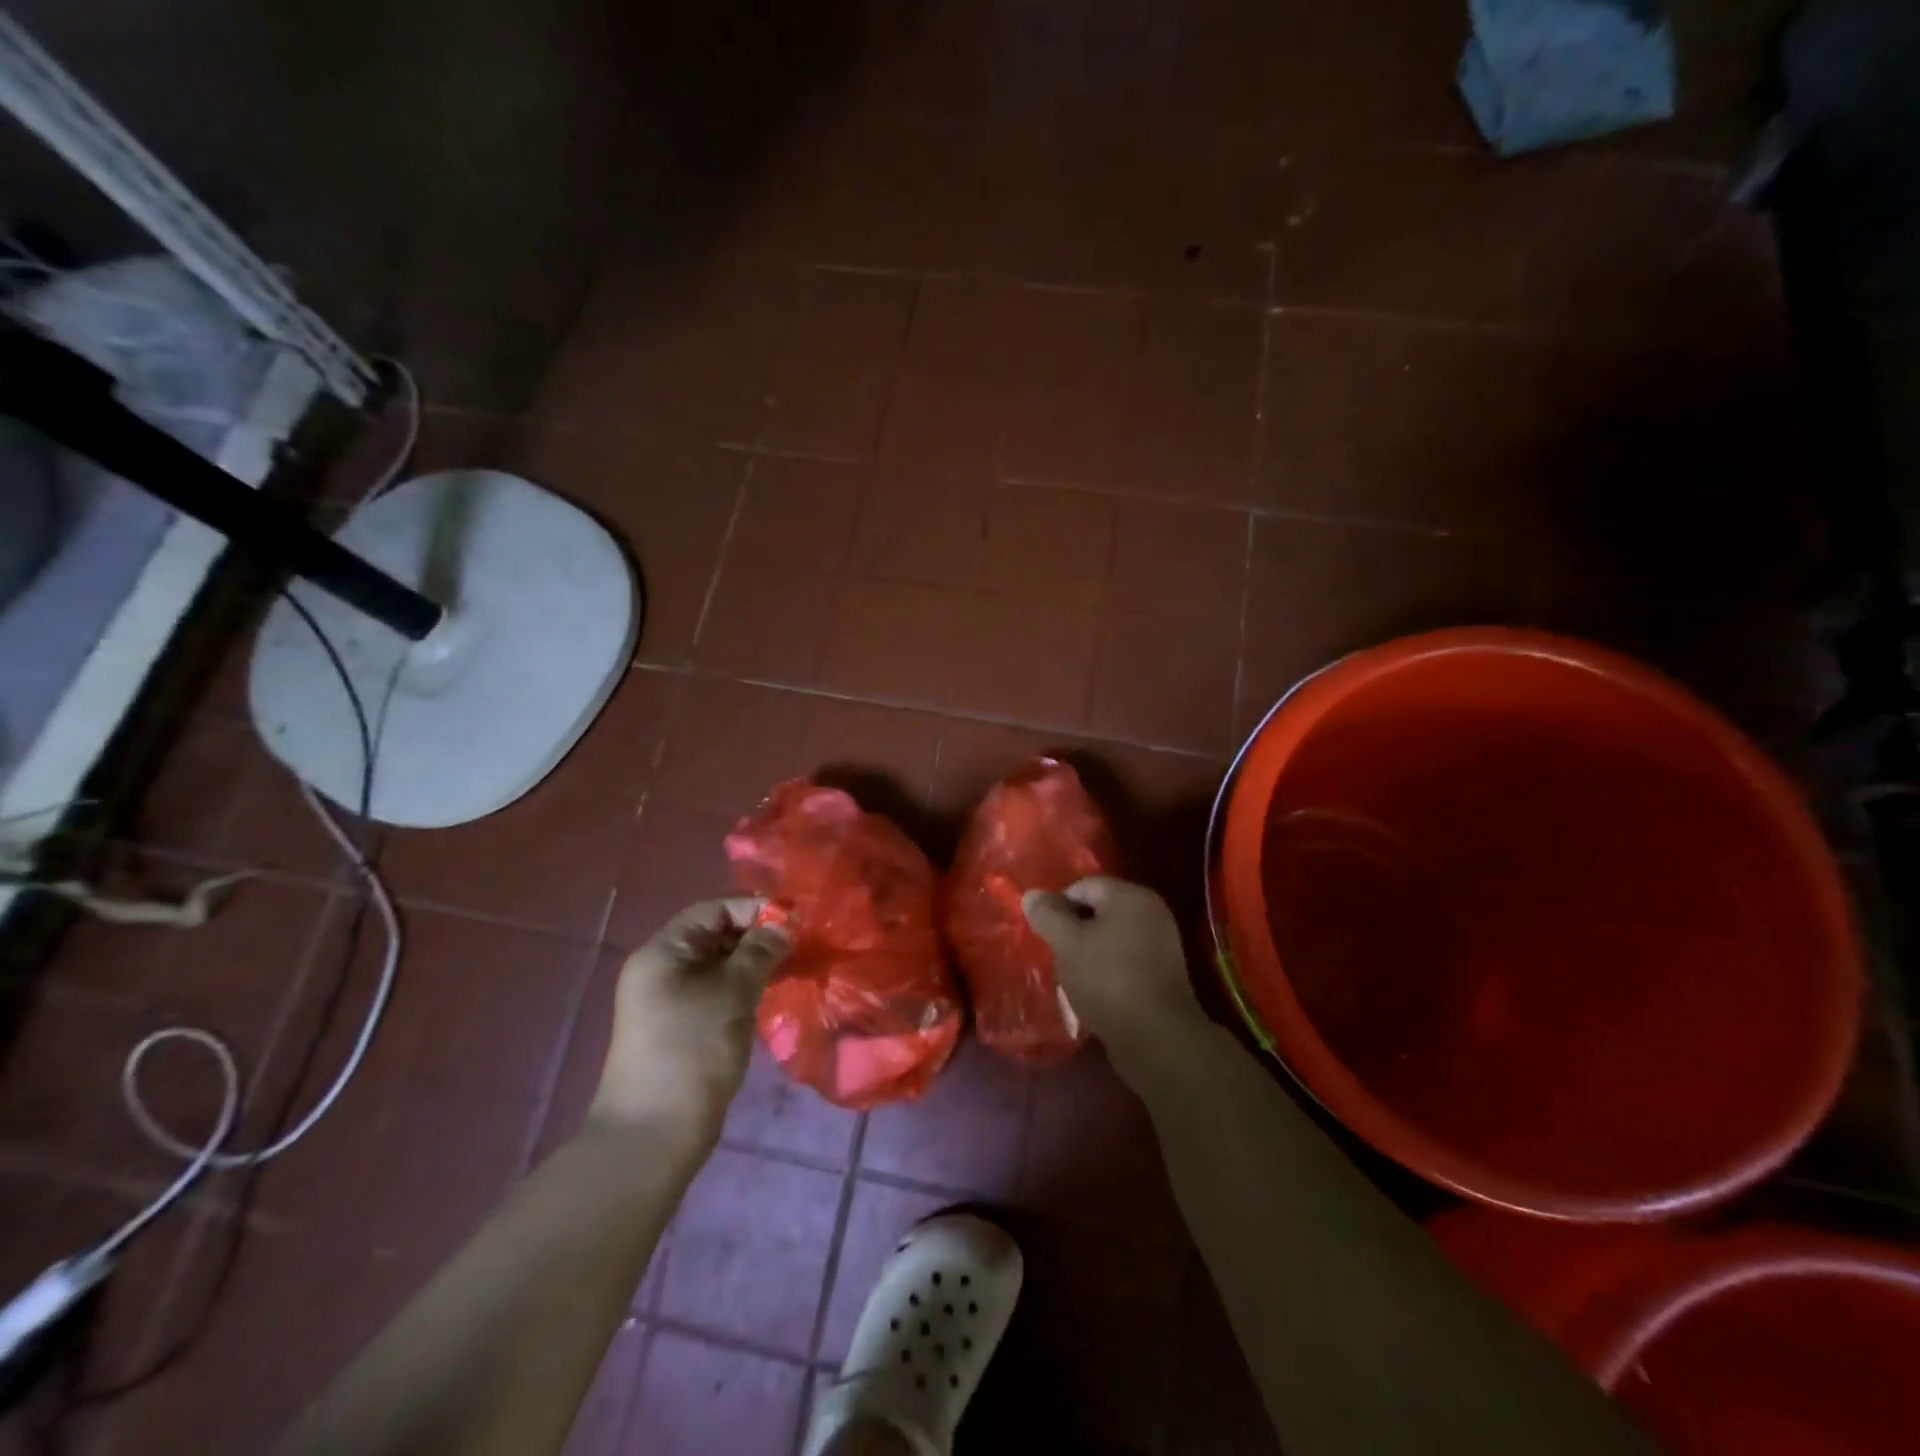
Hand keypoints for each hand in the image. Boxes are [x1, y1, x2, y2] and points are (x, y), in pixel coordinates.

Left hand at [591, 898, 790, 1144]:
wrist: (653, 1134)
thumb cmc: (692, 1049)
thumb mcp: (733, 992)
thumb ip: (761, 950)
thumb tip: (784, 922)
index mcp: (663, 951)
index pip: (713, 910)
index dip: (754, 908)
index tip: (795, 920)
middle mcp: (662, 969)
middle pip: (715, 935)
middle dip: (758, 936)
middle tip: (799, 945)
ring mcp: (669, 1000)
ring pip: (719, 965)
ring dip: (755, 963)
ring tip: (792, 968)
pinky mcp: (681, 1027)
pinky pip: (716, 991)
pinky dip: (744, 987)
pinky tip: (772, 995)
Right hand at [1023, 877, 1204, 1072]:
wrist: (1157, 1038)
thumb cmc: (1108, 980)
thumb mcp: (1068, 944)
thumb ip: (1047, 915)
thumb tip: (1031, 894)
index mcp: (1130, 896)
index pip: (1083, 886)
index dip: (1058, 906)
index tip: (1045, 934)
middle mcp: (1151, 911)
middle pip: (1099, 910)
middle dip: (1074, 929)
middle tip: (1056, 954)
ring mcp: (1161, 943)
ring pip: (1111, 936)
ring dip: (1089, 951)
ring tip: (1073, 975)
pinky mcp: (1163, 973)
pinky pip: (1126, 958)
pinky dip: (1108, 968)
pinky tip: (1095, 990)